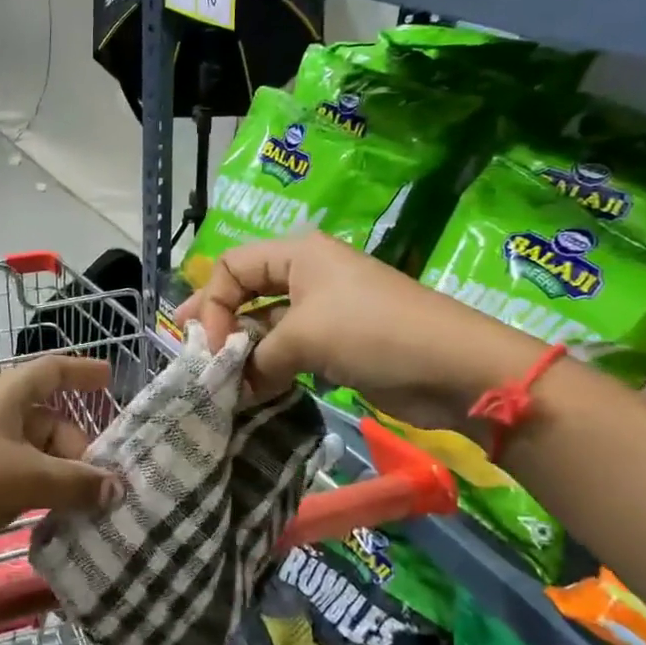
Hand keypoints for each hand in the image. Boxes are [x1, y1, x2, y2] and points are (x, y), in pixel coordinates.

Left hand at [0, 355, 124, 583]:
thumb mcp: (28, 479)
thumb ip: (77, 482)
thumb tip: (116, 487)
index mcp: (5, 394)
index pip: (51, 370)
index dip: (81, 371)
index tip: (109, 378)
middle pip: (48, 419)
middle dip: (78, 448)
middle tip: (102, 484)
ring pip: (34, 452)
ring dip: (60, 474)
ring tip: (84, 506)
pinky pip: (16, 475)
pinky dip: (38, 489)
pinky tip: (52, 516)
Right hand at [173, 233, 540, 420]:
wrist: (455, 368)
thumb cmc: (373, 333)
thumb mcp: (305, 337)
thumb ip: (258, 359)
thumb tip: (233, 387)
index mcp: (298, 254)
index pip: (232, 266)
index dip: (211, 303)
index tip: (209, 346)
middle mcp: (306, 275)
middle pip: (245, 293)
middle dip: (218, 323)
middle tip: (190, 352)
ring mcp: (323, 310)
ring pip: (266, 326)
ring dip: (243, 352)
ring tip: (217, 380)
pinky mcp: (336, 343)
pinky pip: (289, 350)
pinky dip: (268, 368)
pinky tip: (250, 390)